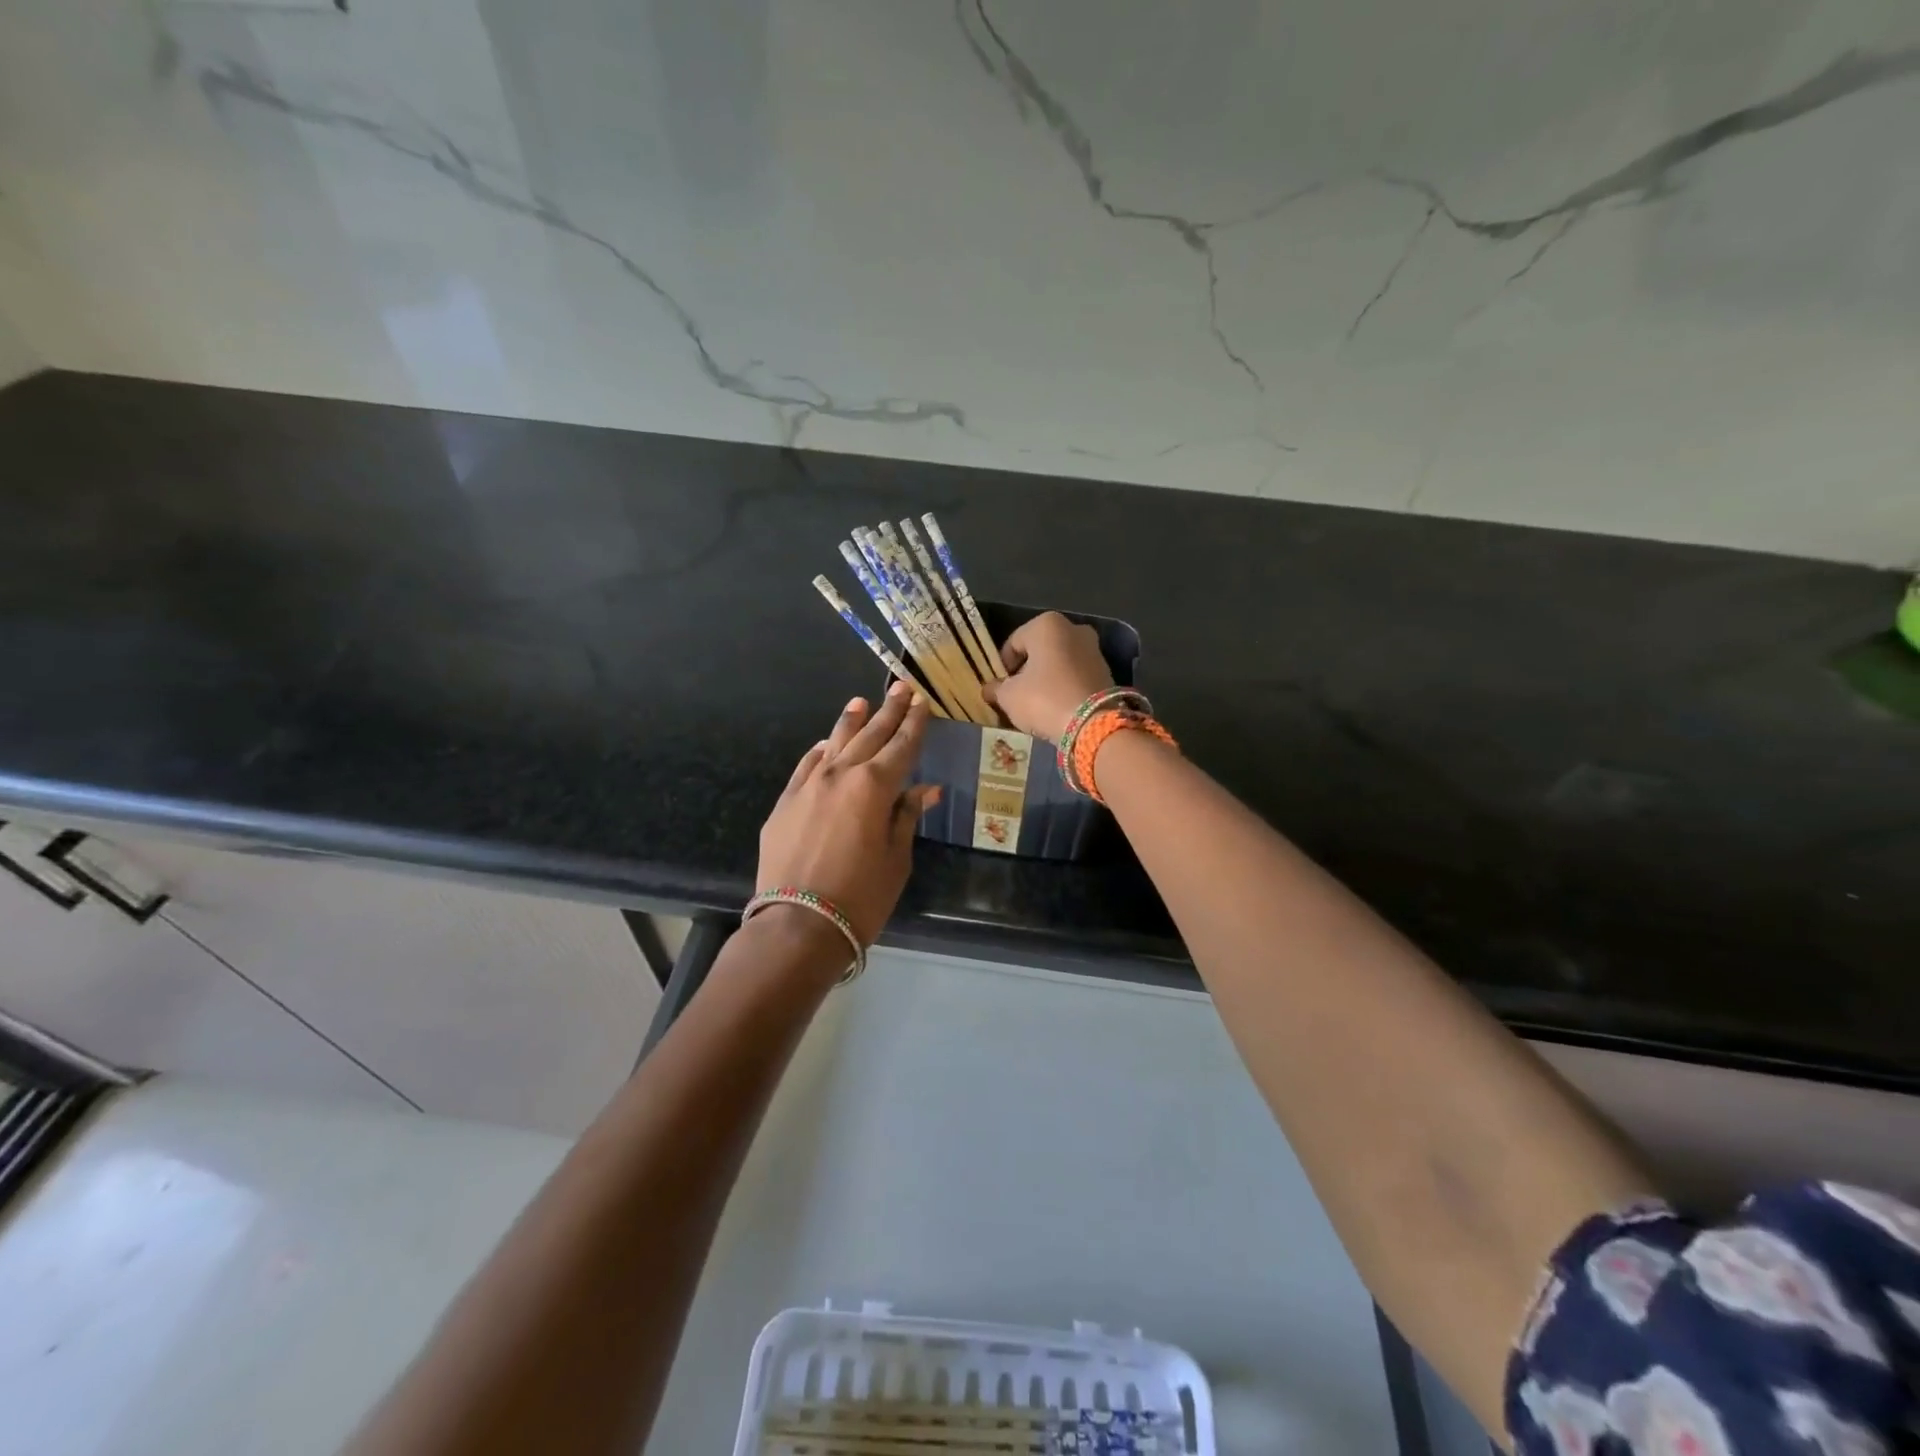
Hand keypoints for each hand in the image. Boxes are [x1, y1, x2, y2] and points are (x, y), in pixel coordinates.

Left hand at [758, 682, 941, 945]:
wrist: (798, 925)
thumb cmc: (861, 897)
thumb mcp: (896, 858)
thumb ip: (907, 816)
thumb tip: (925, 789)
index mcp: (875, 786)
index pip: (901, 746)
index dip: (914, 724)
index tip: (922, 702)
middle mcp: (841, 775)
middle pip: (870, 736)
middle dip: (888, 712)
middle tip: (900, 689)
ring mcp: (808, 786)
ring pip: (834, 744)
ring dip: (850, 722)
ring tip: (860, 702)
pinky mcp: (785, 803)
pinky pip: (806, 766)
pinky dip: (820, 752)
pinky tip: (826, 744)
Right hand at [985, 612, 1113, 742]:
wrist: (1094, 724)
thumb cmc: (1044, 699)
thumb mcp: (1009, 696)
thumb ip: (996, 689)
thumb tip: (990, 689)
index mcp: (1046, 625)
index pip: (1013, 643)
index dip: (1002, 666)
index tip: (999, 687)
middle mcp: (1074, 629)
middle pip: (1039, 650)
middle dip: (1028, 670)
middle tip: (1018, 694)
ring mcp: (1094, 649)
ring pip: (1060, 662)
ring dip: (1047, 679)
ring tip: (1038, 704)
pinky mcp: (1107, 671)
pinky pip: (1076, 675)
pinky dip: (1065, 686)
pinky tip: (1058, 706)